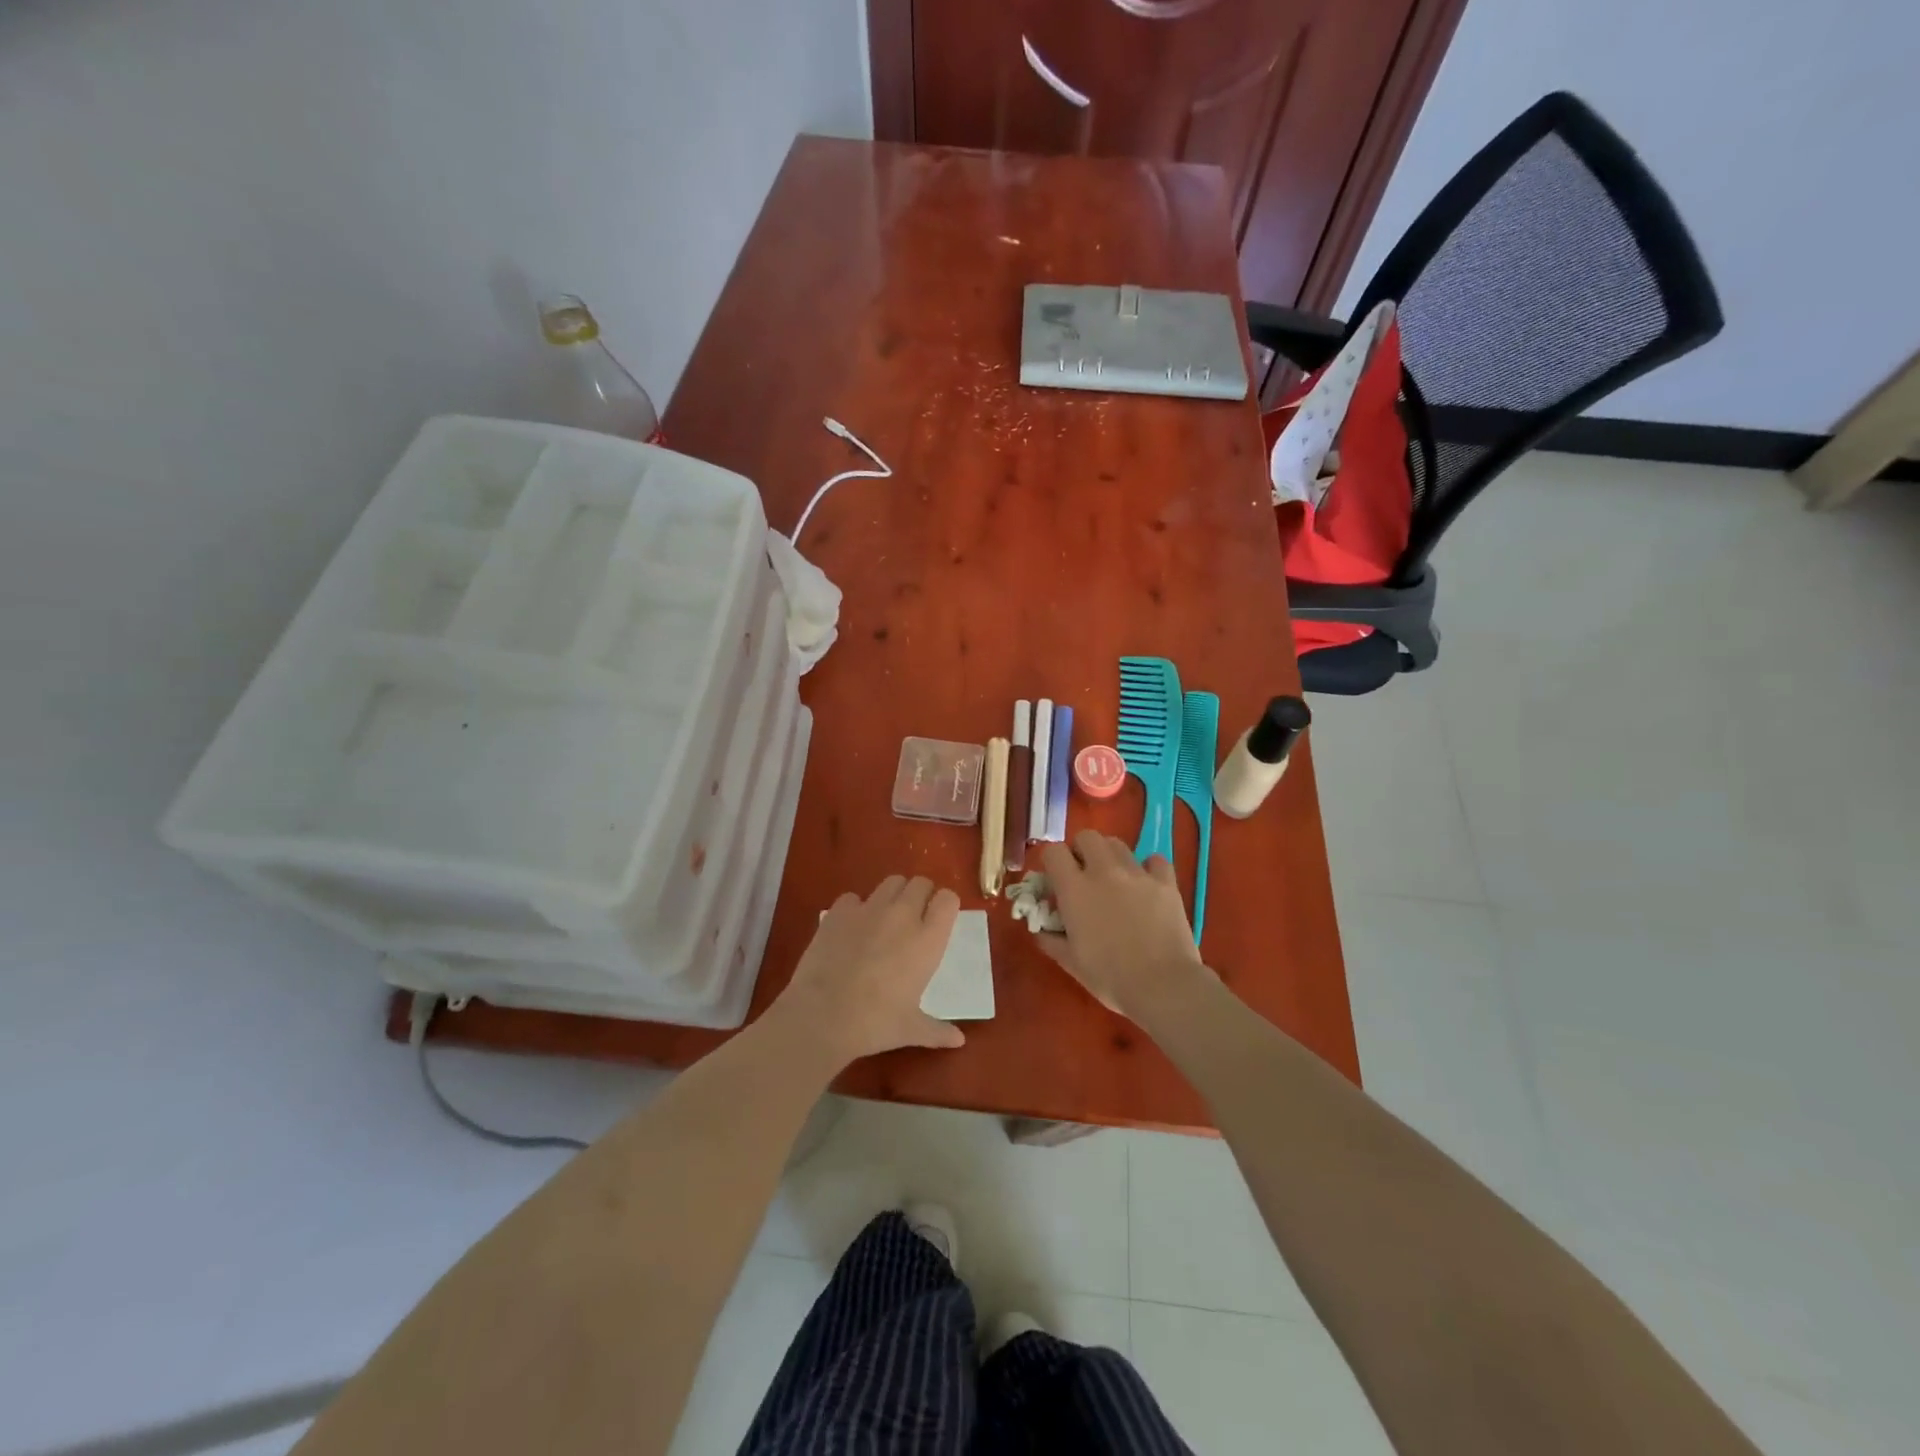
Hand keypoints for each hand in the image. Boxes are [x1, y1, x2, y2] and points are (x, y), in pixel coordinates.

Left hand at [767, 875, 966, 1064]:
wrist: (823, 1016)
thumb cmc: (875, 1023)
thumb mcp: (911, 1029)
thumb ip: (937, 1030)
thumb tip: (959, 1041)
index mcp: (928, 939)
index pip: (948, 899)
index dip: (945, 904)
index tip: (940, 919)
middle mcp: (902, 915)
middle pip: (920, 883)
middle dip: (921, 894)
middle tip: (914, 917)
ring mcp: (869, 909)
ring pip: (890, 882)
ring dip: (893, 894)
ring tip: (885, 917)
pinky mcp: (839, 911)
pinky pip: (853, 897)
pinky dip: (856, 907)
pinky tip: (851, 928)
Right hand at [1037, 831, 1208, 1019]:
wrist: (1164, 986)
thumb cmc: (1110, 977)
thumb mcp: (1071, 962)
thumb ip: (1050, 939)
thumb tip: (1041, 928)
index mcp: (1075, 889)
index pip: (1053, 851)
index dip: (1051, 862)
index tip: (1055, 880)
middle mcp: (1104, 871)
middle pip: (1087, 836)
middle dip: (1081, 850)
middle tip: (1084, 875)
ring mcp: (1137, 873)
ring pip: (1118, 844)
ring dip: (1110, 857)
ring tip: (1114, 880)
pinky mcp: (1166, 882)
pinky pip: (1154, 860)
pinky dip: (1148, 868)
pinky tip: (1147, 886)